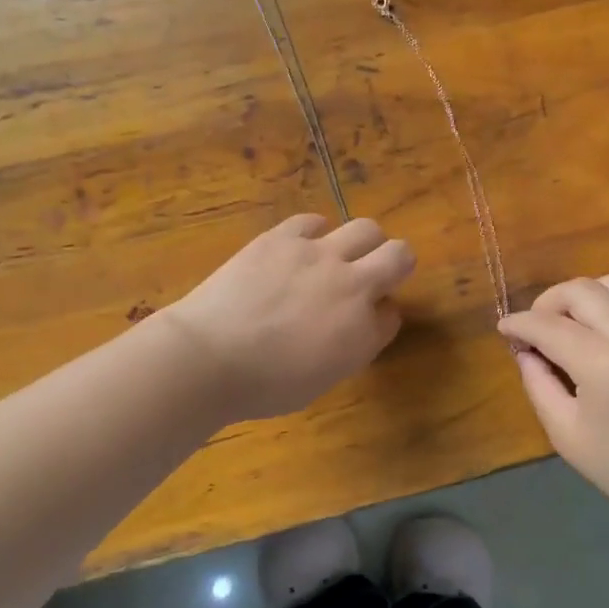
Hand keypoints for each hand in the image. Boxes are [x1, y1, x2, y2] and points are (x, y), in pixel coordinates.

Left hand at [164, 214, 415, 420]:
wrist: (208, 356)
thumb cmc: (261, 386)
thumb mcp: (320, 381)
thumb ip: (349, 348)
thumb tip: (356, 324)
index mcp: (363, 332)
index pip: (392, 314)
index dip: (379, 316)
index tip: (361, 324)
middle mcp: (352, 286)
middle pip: (400, 255)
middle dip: (393, 265)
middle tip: (369, 277)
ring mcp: (318, 255)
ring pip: (366, 228)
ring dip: (361, 244)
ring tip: (336, 257)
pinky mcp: (283, 237)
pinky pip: (314, 221)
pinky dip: (315, 233)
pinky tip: (300, 248)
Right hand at [498, 275, 608, 527]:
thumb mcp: (564, 432)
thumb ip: (538, 383)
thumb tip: (525, 351)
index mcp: (603, 363)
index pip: (548, 325)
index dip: (519, 324)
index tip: (503, 328)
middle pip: (580, 290)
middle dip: (547, 302)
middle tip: (535, 329)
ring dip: (582, 296)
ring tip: (568, 324)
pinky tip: (602, 328)